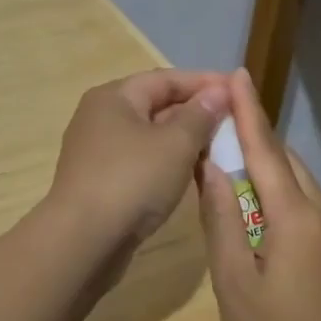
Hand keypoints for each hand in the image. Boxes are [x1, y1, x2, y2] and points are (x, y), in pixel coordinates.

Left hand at [47, 70, 230, 248]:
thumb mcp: (175, 144)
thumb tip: (219, 91)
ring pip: (150, 135)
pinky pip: (142, 160)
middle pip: (156, 104)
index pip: (166, 78)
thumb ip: (200, 115)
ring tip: (220, 147)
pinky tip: (191, 173)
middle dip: (196, 111)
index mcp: (114, 97)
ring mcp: (98, 151)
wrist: (82, 242)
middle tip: (235, 121)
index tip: (238, 89)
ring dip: (184, 139)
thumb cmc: (131, 181)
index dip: (205, 82)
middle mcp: (101, 117)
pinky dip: (168, 161)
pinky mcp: (101, 181)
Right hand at [196, 68, 320, 320]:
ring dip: (267, 156)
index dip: (248, 110)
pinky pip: (304, 196)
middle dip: (254, 130)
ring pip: (297, 176)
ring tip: (233, 146)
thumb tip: (210, 167)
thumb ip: (220, 218)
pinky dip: (279, 181)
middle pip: (283, 157)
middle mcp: (320, 210)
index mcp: (293, 215)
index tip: (235, 74)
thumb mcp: (232, 279)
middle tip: (222, 111)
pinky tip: (257, 193)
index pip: (265, 149)